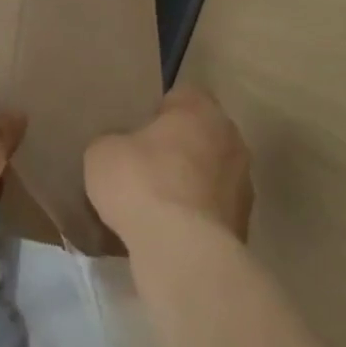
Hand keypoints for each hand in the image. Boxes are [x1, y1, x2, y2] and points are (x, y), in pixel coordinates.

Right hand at [85, 86, 252, 253]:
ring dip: (188, 185)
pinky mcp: (243, 224)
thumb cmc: (141, 184)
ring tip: (154, 206)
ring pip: (209, 174)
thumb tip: (121, 150)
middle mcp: (231, 138)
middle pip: (199, 135)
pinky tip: (168, 233)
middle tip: (142, 167)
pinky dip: (195, 217)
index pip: (181, 96)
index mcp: (200, 109)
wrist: (181, 251)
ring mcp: (243, 183)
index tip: (135, 131)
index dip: (157, 112)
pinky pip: (211, 210)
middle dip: (176, 148)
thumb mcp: (102, 153)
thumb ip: (114, 142)